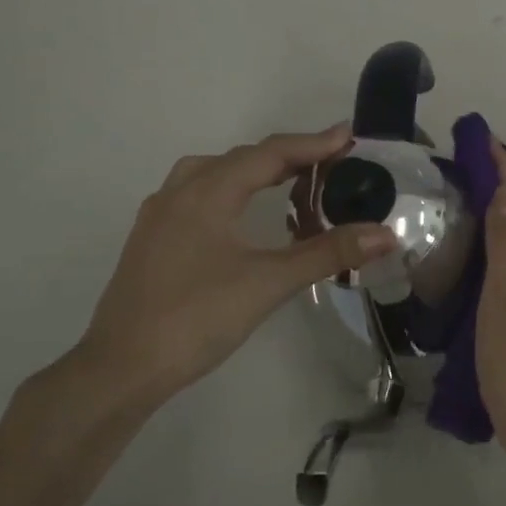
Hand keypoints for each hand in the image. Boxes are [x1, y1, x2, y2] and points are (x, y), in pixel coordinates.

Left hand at [71, 126, 395, 411]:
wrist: (120, 370)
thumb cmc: (196, 318)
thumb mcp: (269, 283)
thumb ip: (328, 253)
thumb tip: (385, 233)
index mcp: (208, 192)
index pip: (270, 154)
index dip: (313, 144)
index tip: (349, 136)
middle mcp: (180, 192)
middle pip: (242, 158)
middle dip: (289, 156)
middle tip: (330, 162)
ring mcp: (160, 216)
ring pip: (214, 173)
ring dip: (256, 170)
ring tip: (289, 181)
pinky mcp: (152, 239)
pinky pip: (198, 194)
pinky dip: (231, 190)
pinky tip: (241, 215)